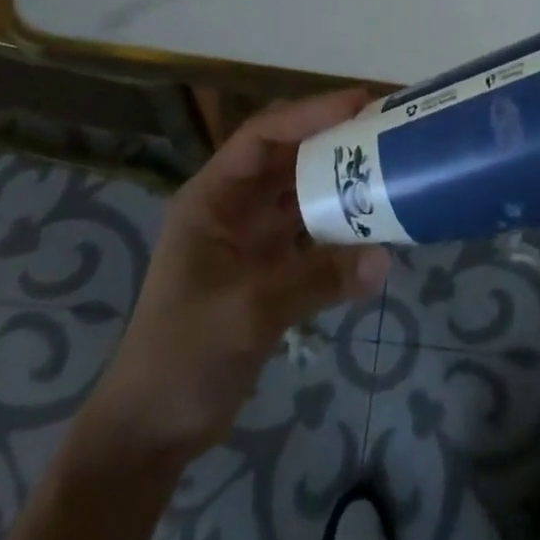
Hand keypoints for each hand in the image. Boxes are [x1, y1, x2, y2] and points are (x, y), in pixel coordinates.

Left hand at [87, 89, 391, 463]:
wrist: (150, 434)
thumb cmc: (183, 355)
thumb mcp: (248, 310)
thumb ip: (316, 278)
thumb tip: (385, 258)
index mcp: (213, 196)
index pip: (264, 135)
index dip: (311, 113)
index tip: (361, 105)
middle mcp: (234, 207)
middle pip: (289, 158)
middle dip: (334, 143)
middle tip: (386, 132)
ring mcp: (251, 239)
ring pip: (303, 195)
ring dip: (341, 185)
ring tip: (389, 171)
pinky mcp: (268, 270)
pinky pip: (311, 235)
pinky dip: (340, 230)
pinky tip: (375, 229)